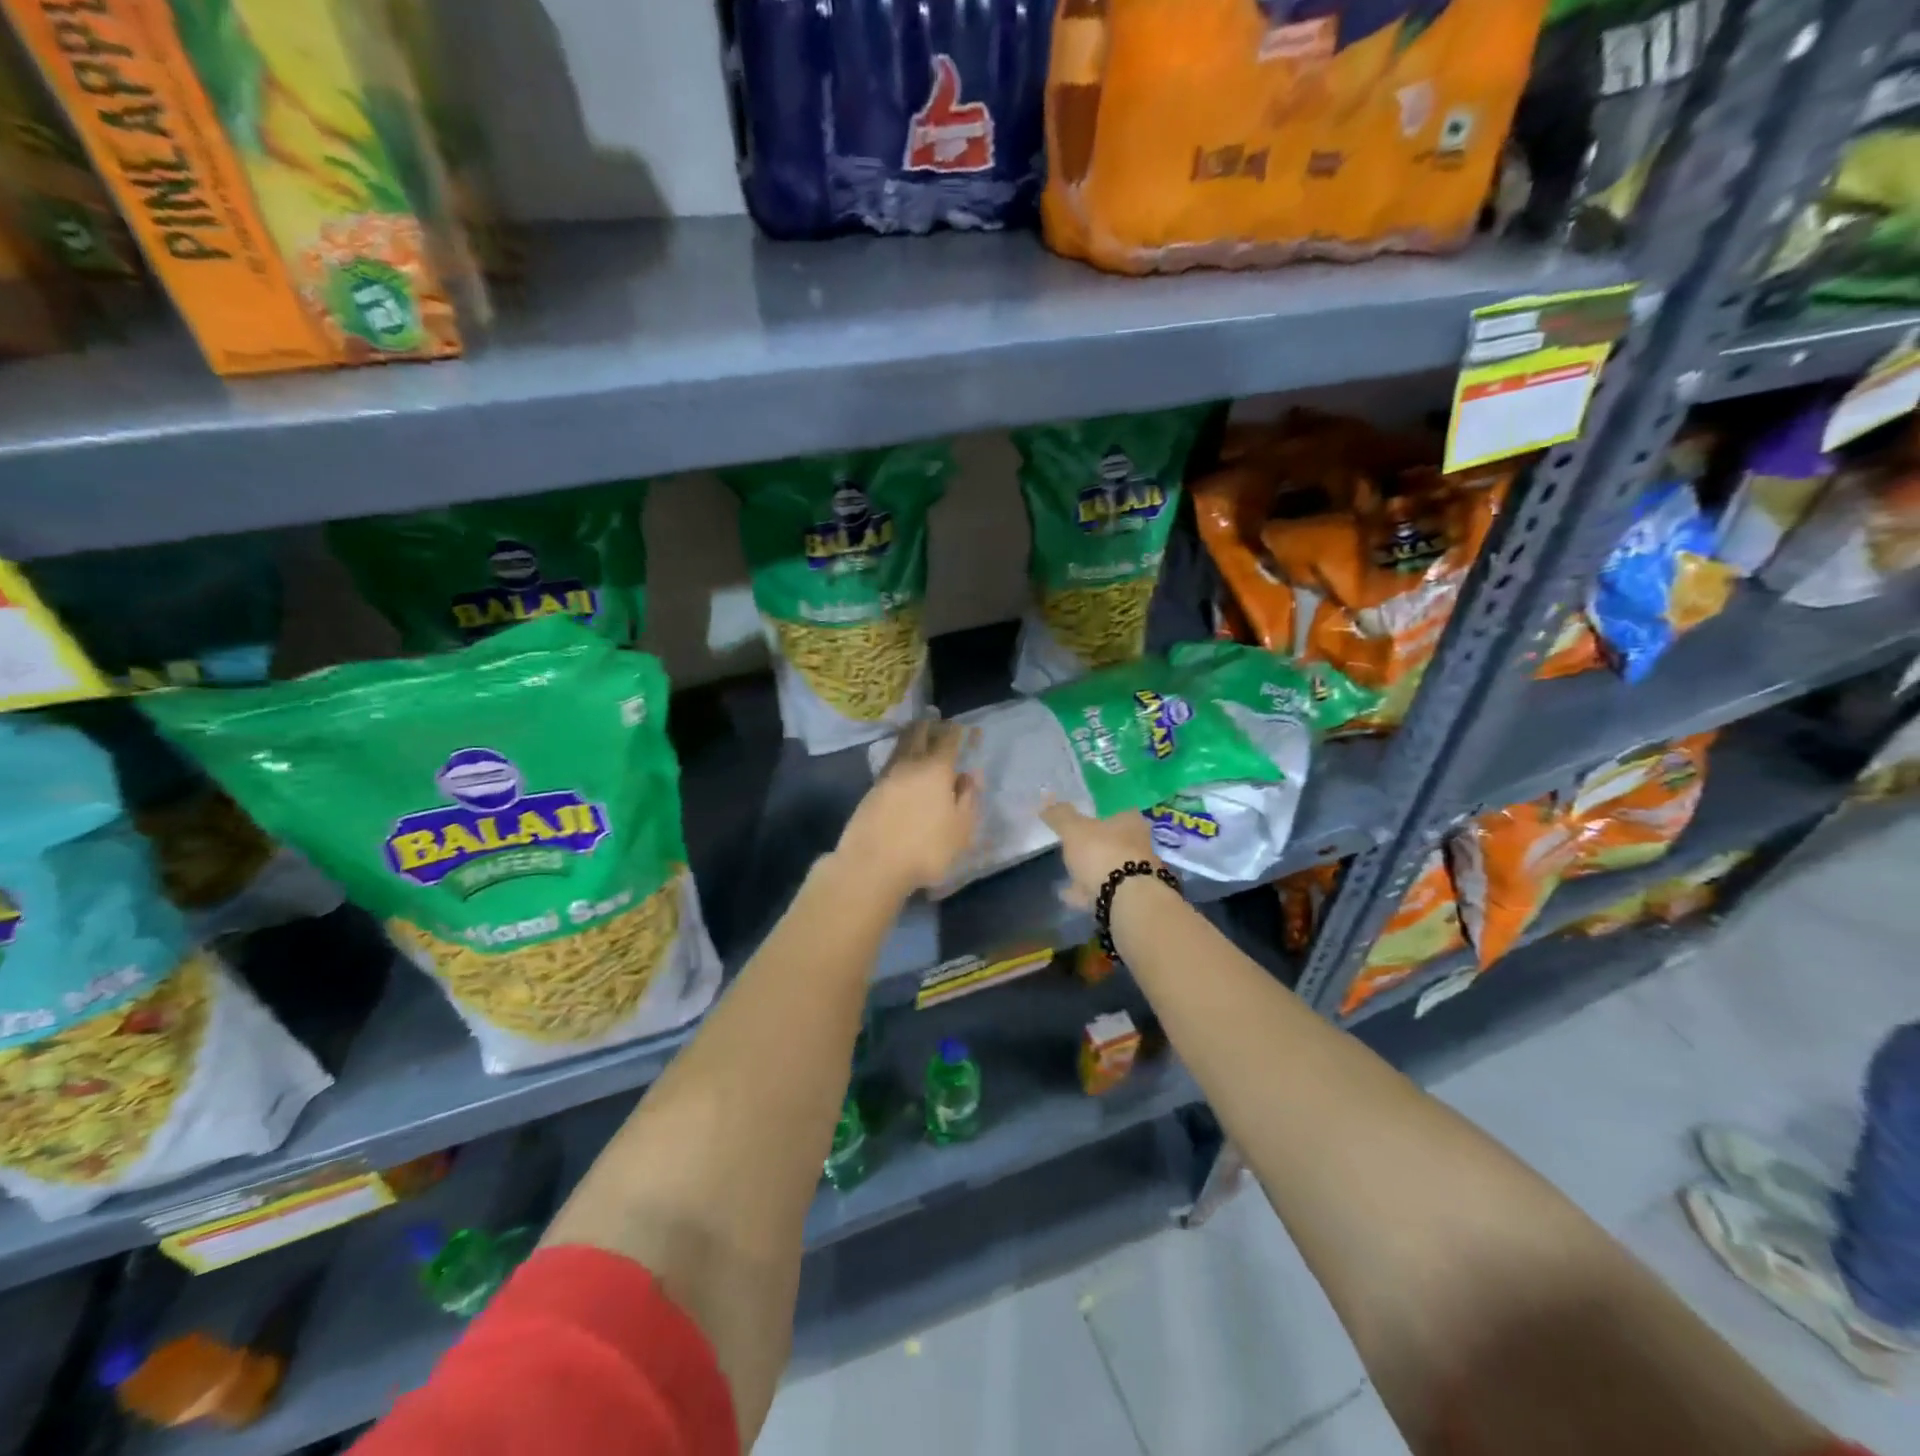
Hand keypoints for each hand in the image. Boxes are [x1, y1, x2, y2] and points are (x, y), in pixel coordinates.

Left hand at [835, 719, 979, 900]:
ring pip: (901, 746)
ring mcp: (887, 776)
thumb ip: (968, 799)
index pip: (948, 740)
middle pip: (919, 734)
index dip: (958, 731)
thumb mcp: (961, 829)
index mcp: (936, 769)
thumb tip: (970, 775)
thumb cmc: (926, 849)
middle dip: (930, 725)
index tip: (965, 728)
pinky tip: (902, 764)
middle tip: (937, 720)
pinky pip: (890, 763)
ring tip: (918, 734)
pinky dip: (899, 756)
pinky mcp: (871, 790)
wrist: (872, 864)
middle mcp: (910, 764)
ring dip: (911, 736)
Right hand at [1040, 798, 1160, 909]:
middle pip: (1116, 841)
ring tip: (1068, 873)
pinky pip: (1102, 890)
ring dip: (1091, 870)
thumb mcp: (1074, 829)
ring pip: (1110, 868)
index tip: (1085, 820)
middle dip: (1097, 845)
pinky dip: (1086, 891)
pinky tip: (1068, 894)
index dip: (1101, 815)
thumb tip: (1046, 801)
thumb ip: (1060, 815)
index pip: (1119, 811)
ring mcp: (1137, 874)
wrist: (1126, 900)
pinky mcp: (1130, 899)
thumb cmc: (1102, 852)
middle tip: (1076, 846)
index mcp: (1131, 822)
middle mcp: (1140, 845)